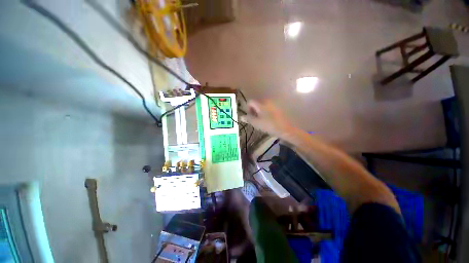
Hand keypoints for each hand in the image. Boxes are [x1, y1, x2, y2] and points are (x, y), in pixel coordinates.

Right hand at [240, 100, 295, 138]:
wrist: (286, 129)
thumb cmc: (269, 125)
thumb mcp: (256, 123)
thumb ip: (248, 119)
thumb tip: (241, 116)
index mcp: (260, 104)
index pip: (250, 102)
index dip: (247, 108)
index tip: (249, 116)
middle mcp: (267, 102)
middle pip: (256, 103)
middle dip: (253, 111)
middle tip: (255, 120)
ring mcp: (273, 105)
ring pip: (262, 106)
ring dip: (259, 112)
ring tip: (261, 121)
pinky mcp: (278, 109)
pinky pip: (268, 108)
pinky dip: (265, 113)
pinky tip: (268, 120)